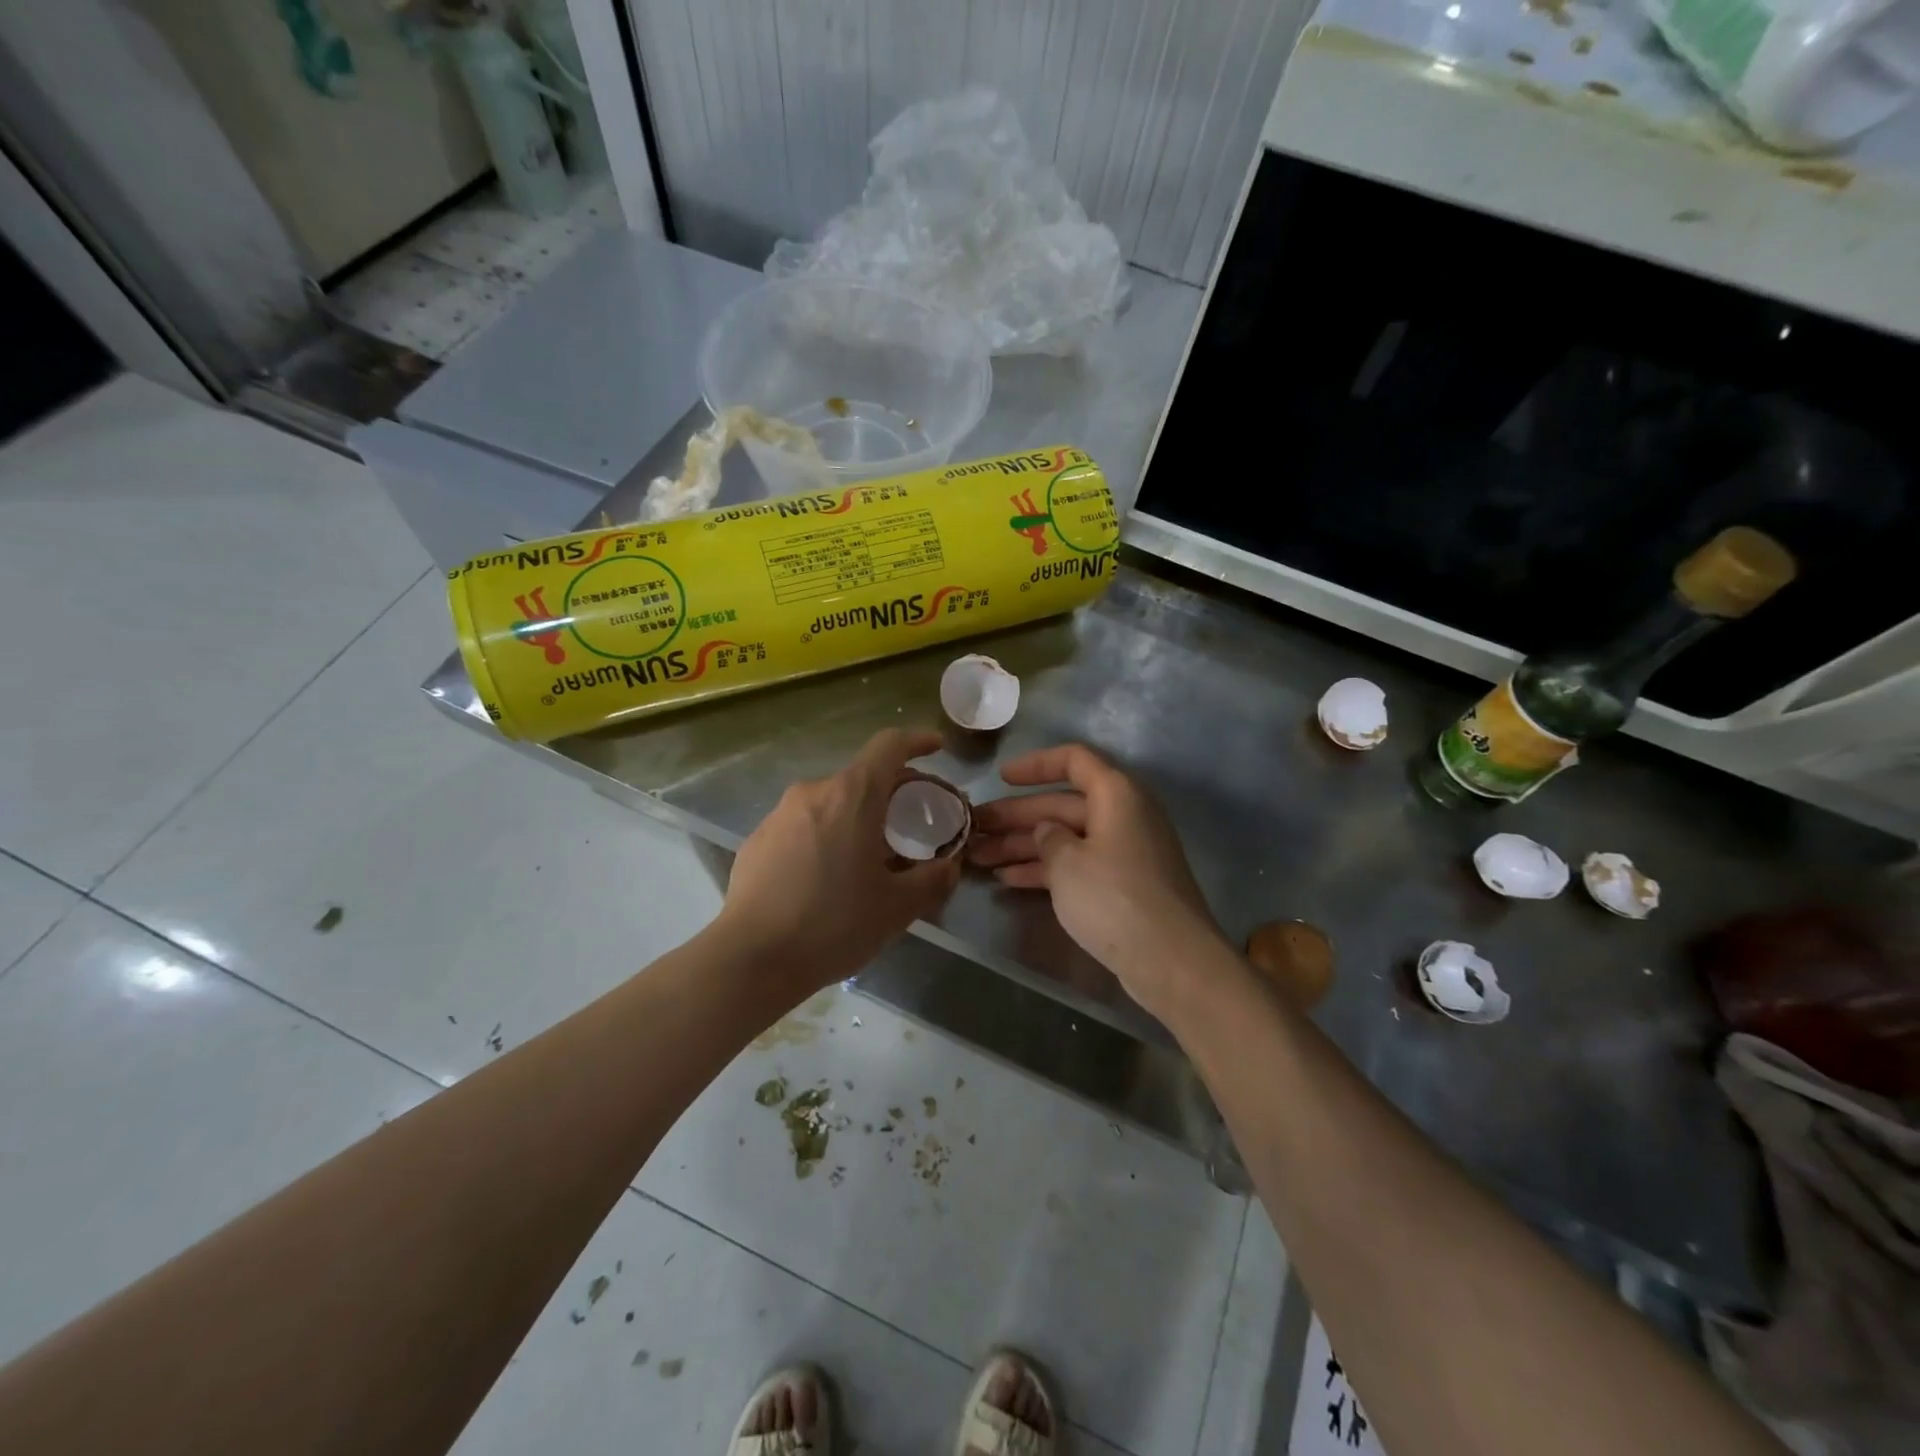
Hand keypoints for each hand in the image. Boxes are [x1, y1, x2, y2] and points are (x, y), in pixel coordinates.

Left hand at [719, 729, 960, 991]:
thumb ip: (933, 879)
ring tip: (871, 855)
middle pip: (862, 777)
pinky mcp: (758, 839)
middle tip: (914, 823)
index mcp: (852, 796)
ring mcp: (779, 814)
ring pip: (832, 802)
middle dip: (893, 792)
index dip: (917, 740)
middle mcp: (813, 792)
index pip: (889, 745)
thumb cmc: (833, 924)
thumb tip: (949, 865)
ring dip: (858, 816)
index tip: (936, 748)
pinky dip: (827, 835)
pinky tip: (829, 876)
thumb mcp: (898, 907)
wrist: (752, 959)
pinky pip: (804, 825)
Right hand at [968, 743, 1231, 1017]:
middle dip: (1016, 816)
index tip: (1000, 778)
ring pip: (1065, 838)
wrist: (1172, 961)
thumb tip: (1047, 832)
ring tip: (979, 857)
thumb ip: (1048, 838)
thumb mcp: (1068, 863)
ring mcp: (1124, 852)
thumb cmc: (1115, 898)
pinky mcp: (1122, 885)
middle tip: (974, 828)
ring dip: (1023, 845)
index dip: (1035, 765)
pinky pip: (1077, 865)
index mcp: (1116, 795)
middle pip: (1061, 804)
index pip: (1073, 760)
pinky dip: (1045, 869)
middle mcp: (1123, 815)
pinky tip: (1008, 879)